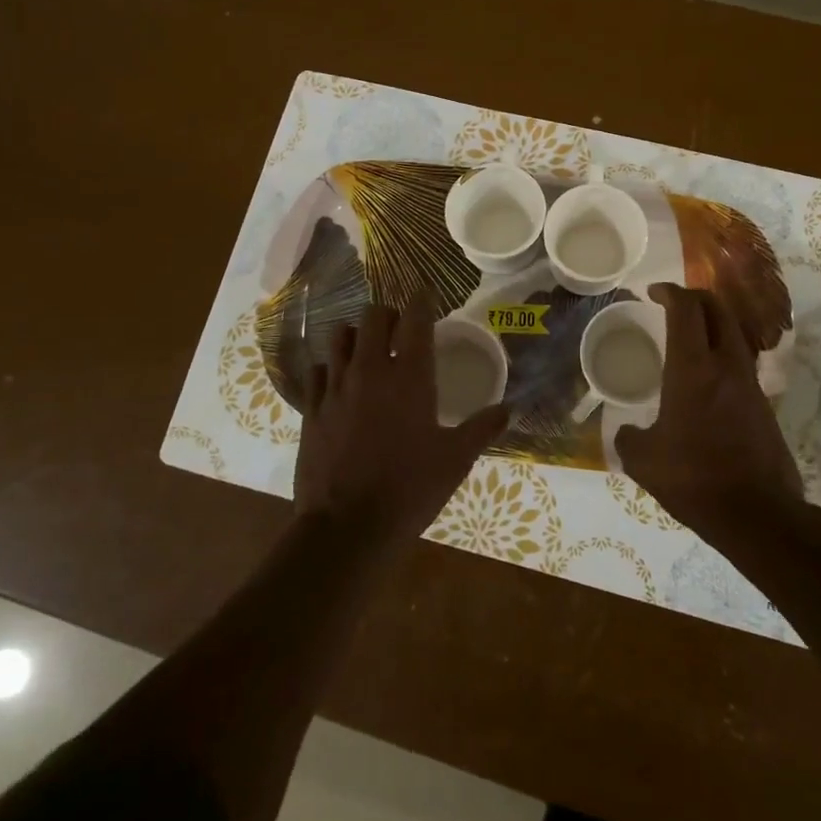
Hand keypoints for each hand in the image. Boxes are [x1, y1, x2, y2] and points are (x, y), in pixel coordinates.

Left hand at [293, 300, 508, 549]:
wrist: (347, 527)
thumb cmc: (410, 489)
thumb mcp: (456, 460)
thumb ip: (483, 428)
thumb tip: (509, 409)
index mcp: (410, 377)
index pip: (415, 318)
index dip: (422, 299)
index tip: (427, 292)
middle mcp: (370, 370)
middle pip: (374, 315)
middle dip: (390, 313)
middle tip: (402, 329)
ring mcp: (336, 387)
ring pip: (341, 335)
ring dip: (358, 334)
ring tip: (370, 350)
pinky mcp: (311, 408)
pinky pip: (318, 370)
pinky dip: (331, 367)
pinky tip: (341, 383)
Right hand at [614, 283, 803, 537]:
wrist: (758, 514)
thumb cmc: (694, 479)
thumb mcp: (644, 461)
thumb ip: (628, 438)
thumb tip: (626, 432)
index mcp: (693, 369)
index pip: (686, 309)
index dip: (669, 292)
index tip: (653, 292)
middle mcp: (726, 365)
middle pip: (717, 309)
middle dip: (694, 297)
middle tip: (672, 304)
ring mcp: (750, 383)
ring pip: (733, 332)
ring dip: (711, 323)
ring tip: (687, 336)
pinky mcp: (763, 403)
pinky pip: (740, 361)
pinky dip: (721, 351)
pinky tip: (705, 377)